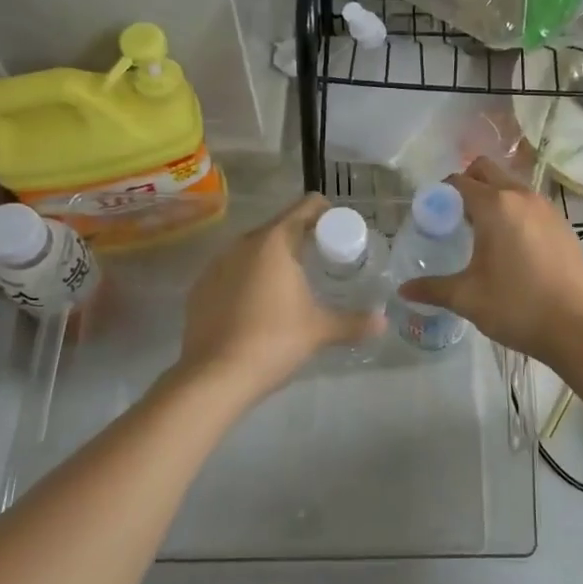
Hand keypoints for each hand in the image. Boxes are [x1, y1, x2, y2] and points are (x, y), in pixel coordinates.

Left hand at [177, 194, 383, 400]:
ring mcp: (216, 265)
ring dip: (272, 258)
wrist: (215, 376)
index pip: (305, 207)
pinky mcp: (200, 288)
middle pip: (278, 227)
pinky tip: (257, 306)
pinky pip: (231, 272)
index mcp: (274, 242)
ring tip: (290, 283)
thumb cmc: (274, 341)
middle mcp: (242, 244)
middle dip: (301, 238)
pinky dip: (247, 279)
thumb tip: (383, 323)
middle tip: (322, 260)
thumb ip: (354, 323)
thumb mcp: (320, 331)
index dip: (326, 213)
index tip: (339, 232)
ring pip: (252, 250)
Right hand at [395, 158, 582, 361]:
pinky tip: (511, 246)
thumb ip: (433, 289)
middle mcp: (521, 196)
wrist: (578, 326)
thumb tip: (403, 290)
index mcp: (495, 205)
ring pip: (511, 185)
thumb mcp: (467, 298)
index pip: (458, 182)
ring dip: (493, 196)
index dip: (440, 193)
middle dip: (466, 184)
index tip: (431, 215)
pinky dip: (515, 211)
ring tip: (481, 232)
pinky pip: (530, 204)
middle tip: (454, 217)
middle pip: (487, 170)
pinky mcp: (563, 224)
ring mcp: (547, 208)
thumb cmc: (517, 307)